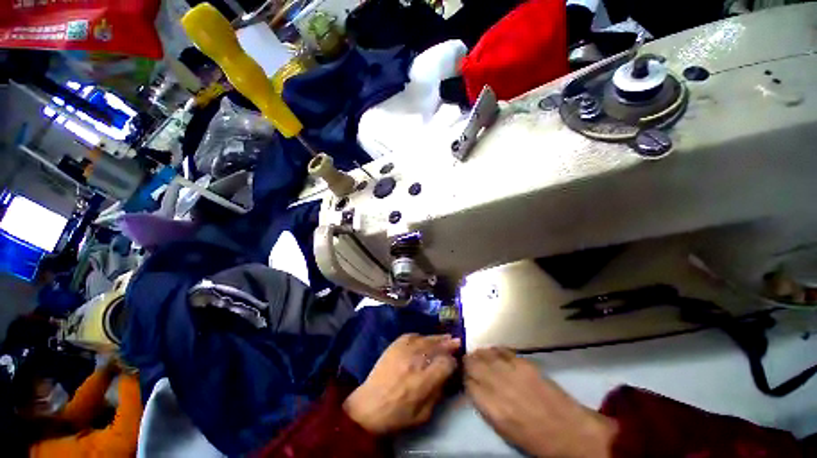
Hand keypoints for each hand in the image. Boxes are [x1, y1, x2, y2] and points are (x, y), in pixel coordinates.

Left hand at [343, 334, 460, 433]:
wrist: (368, 406)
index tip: (455, 363)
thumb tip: (448, 376)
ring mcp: (404, 350)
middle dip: (449, 344)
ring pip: (426, 339)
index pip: (446, 363)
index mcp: (423, 381)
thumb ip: (438, 393)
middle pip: (438, 347)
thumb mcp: (424, 415)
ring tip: (446, 337)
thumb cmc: (397, 415)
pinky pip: (413, 335)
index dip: (453, 362)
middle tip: (457, 342)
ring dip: (438, 338)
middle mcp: (415, 361)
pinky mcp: (395, 345)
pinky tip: (426, 339)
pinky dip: (422, 336)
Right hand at [464, 348, 616, 457]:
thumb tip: (475, 389)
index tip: (464, 376)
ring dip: (478, 354)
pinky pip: (501, 350)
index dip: (464, 378)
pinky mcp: (524, 363)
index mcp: (493, 409)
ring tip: (476, 354)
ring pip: (485, 355)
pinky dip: (493, 350)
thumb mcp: (504, 431)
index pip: (468, 384)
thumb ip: (486, 407)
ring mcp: (511, 372)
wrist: (570, 431)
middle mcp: (498, 386)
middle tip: (466, 362)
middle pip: (473, 365)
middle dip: (467, 362)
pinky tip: (491, 351)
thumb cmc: (536, 439)